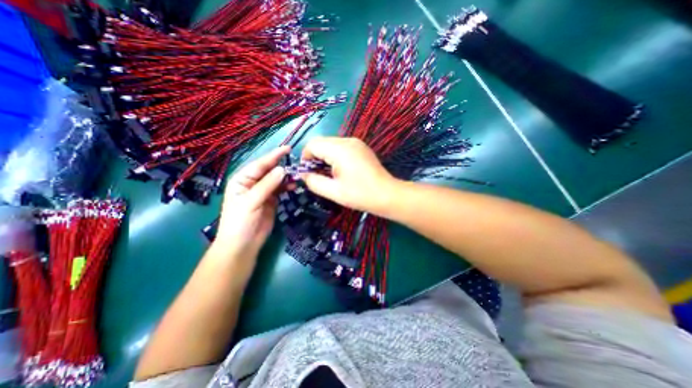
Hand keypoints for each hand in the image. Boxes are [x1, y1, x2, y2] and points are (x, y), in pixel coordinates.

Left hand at [215, 146, 289, 260]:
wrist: (243, 244)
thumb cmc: (240, 222)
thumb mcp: (251, 202)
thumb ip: (267, 185)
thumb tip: (282, 170)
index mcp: (242, 179)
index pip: (260, 164)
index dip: (273, 156)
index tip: (288, 149)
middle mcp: (253, 183)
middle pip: (269, 170)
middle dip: (281, 165)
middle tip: (297, 160)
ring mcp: (263, 191)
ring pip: (276, 179)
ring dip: (286, 176)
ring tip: (298, 174)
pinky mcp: (272, 200)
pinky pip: (281, 189)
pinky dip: (288, 187)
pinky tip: (294, 185)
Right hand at [299, 136, 399, 215]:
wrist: (387, 195)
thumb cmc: (360, 194)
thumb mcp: (334, 192)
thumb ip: (314, 182)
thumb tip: (303, 175)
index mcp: (340, 149)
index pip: (312, 144)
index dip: (305, 158)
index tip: (308, 173)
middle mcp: (348, 140)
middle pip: (321, 142)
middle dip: (315, 157)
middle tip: (318, 175)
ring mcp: (356, 142)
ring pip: (330, 144)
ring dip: (325, 157)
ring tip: (330, 174)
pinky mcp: (361, 147)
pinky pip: (341, 147)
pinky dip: (335, 156)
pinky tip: (340, 170)